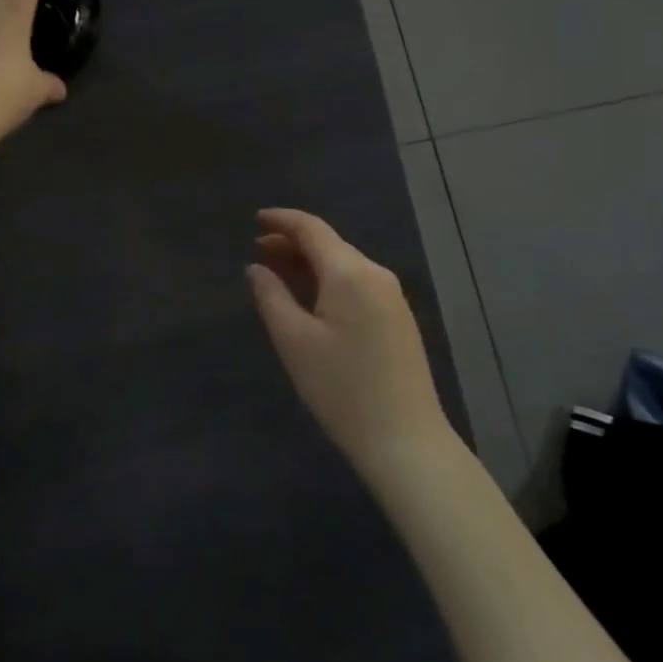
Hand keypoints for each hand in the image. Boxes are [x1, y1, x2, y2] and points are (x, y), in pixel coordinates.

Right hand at [248, 209, 449, 482]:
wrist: (406, 442)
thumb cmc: (342, 389)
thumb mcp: (294, 341)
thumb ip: (271, 297)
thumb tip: (256, 268)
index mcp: (350, 273)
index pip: (312, 229)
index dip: (282, 220)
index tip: (255, 219)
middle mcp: (376, 275)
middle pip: (330, 244)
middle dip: (292, 242)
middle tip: (258, 250)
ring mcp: (392, 297)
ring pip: (344, 264)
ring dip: (310, 262)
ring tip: (278, 272)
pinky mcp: (398, 319)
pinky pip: (357, 283)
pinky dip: (329, 280)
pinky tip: (312, 298)